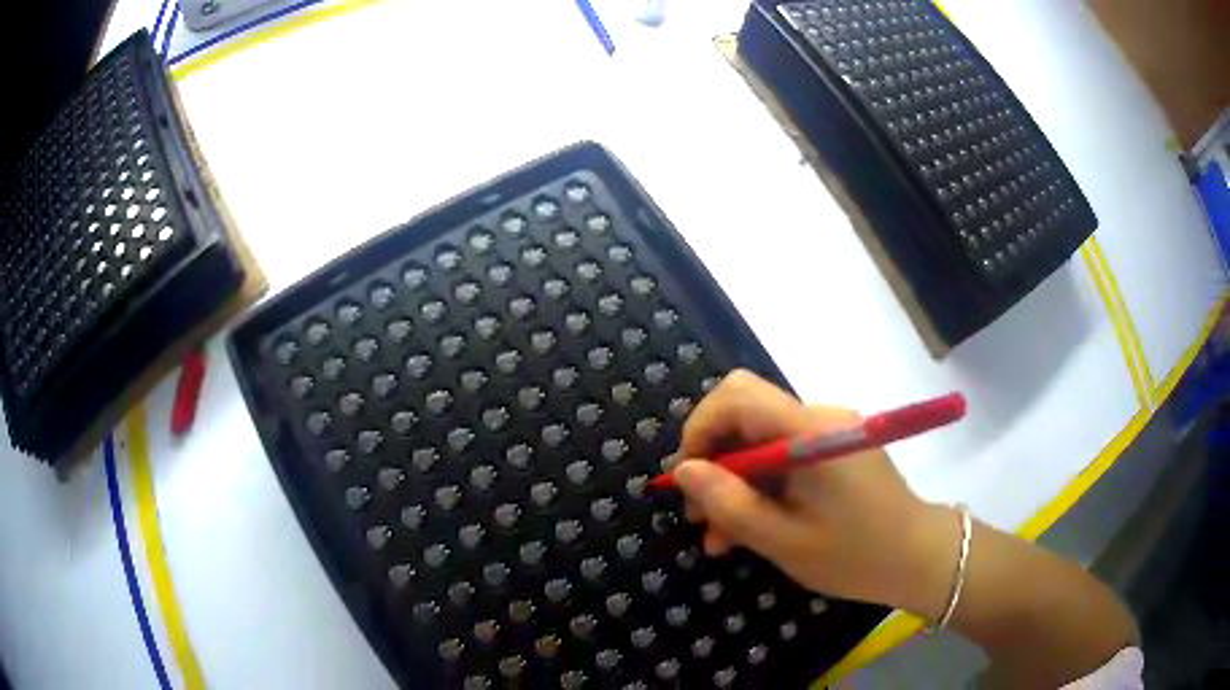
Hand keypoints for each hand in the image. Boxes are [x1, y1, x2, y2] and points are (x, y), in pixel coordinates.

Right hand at [671, 369, 954, 617]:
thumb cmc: (855, 554)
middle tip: (698, 517)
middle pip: (746, 417)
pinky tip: (753, 527)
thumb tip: (683, 471)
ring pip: (760, 442)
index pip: (738, 394)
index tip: (685, 478)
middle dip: (714, 463)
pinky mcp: (835, 448)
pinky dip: (761, 487)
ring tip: (721, 537)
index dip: (700, 428)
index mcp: (811, 430)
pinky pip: (784, 456)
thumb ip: (730, 504)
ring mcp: (830, 431)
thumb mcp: (783, 540)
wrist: (919, 557)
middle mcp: (819, 417)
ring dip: (735, 484)